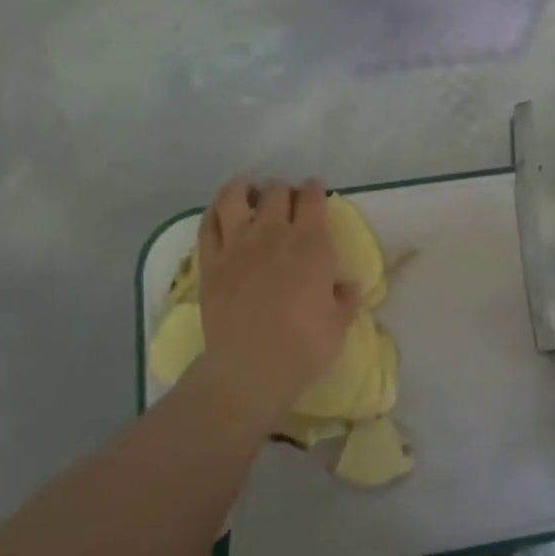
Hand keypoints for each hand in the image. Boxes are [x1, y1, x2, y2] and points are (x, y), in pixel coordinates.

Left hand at [191, 178, 360, 425]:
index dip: (315, 190)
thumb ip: (344, 298)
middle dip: (285, 190)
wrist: (251, 367)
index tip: (316, 192)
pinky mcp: (210, 261)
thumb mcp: (339, 323)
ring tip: (249, 191)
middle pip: (277, 192)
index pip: (313, 199)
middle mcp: (274, 234)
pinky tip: (221, 212)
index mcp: (312, 244)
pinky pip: (208, 224)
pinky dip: (215, 211)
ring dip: (244, 188)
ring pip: (236, 196)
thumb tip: (345, 286)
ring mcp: (238, 244)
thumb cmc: (304, 346)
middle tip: (287, 201)